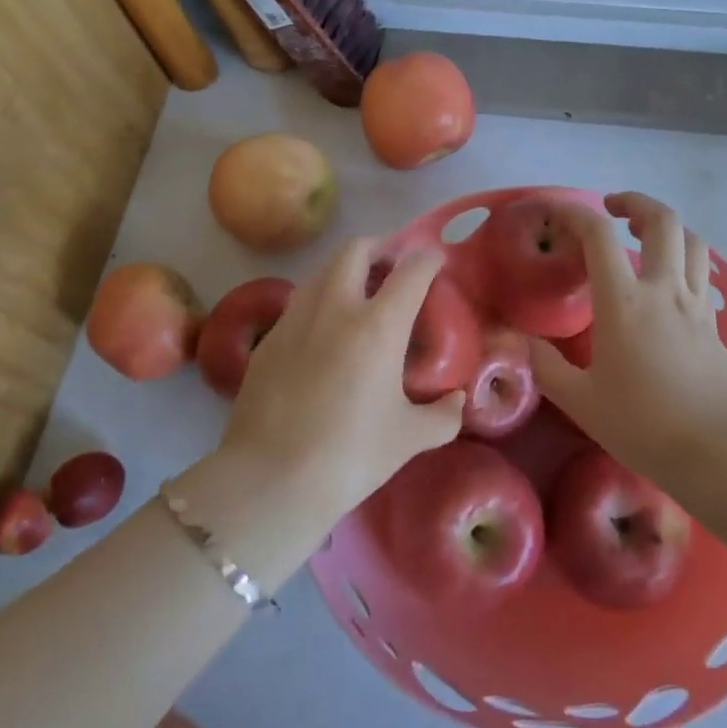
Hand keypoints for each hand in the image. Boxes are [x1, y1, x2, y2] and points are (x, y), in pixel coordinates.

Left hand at [218, 239, 463, 519]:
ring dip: (346, 269)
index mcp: (378, 326)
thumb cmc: (350, 456)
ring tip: (359, 294)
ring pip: (322, 270)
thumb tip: (457, 401)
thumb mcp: (409, 439)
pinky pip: (300, 301)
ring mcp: (296, 318)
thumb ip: (442, 415)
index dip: (428, 259)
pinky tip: (325, 332)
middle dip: (379, 247)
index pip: (410, 270)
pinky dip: (320, 300)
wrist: (271, 480)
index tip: (435, 262)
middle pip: (356, 250)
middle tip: (392, 267)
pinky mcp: (269, 338)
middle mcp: (336, 307)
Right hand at [529, 192, 726, 480]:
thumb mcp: (581, 401)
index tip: (552, 212)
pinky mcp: (714, 323)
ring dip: (666, 227)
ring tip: (644, 237)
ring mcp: (696, 304)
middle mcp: (664, 290)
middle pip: (661, 220)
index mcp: (624, 301)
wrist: (718, 452)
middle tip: (612, 210)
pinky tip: (667, 282)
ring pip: (692, 241)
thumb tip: (520, 343)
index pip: (598, 234)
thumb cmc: (643, 425)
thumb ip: (546, 367)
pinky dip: (683, 260)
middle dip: (635, 202)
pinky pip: (702, 272)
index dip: (573, 212)